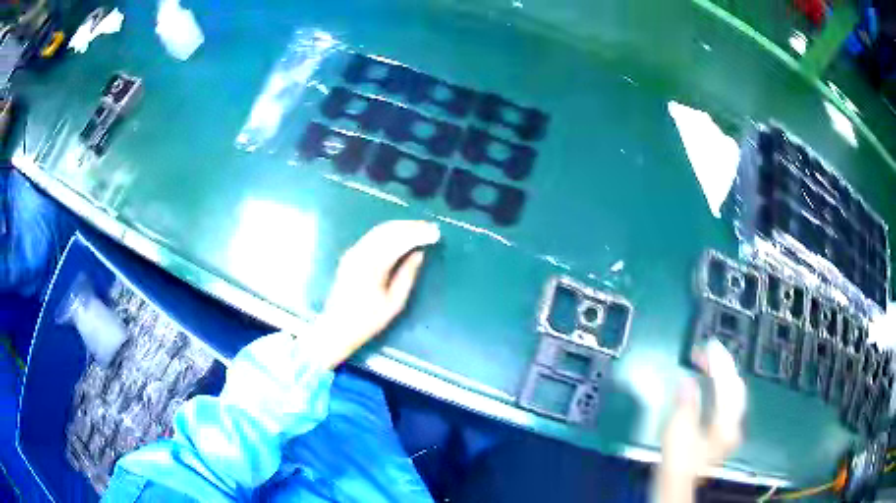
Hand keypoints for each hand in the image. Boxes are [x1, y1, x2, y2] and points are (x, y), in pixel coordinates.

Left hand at [313, 220, 440, 368]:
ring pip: (379, 230)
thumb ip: (407, 275)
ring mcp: (353, 252)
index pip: (399, 241)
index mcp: (373, 266)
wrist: (337, 326)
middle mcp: (361, 253)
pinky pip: (372, 236)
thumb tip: (419, 254)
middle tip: (430, 227)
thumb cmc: (368, 320)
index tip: (435, 232)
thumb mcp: (394, 303)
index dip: (418, 234)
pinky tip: (399, 233)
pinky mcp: (350, 254)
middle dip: (411, 226)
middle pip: (389, 230)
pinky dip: (389, 231)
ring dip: (400, 226)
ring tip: (419, 227)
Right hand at [653, 339, 746, 502]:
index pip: (727, 384)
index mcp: (725, 422)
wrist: (677, 484)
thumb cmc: (678, 460)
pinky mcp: (724, 432)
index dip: (718, 362)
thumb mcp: (679, 431)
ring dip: (725, 375)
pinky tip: (715, 383)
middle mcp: (734, 423)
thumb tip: (688, 380)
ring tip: (711, 361)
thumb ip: (687, 404)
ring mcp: (731, 428)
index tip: (708, 345)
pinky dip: (723, 387)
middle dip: (724, 365)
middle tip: (709, 350)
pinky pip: (730, 401)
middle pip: (736, 386)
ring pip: (735, 393)